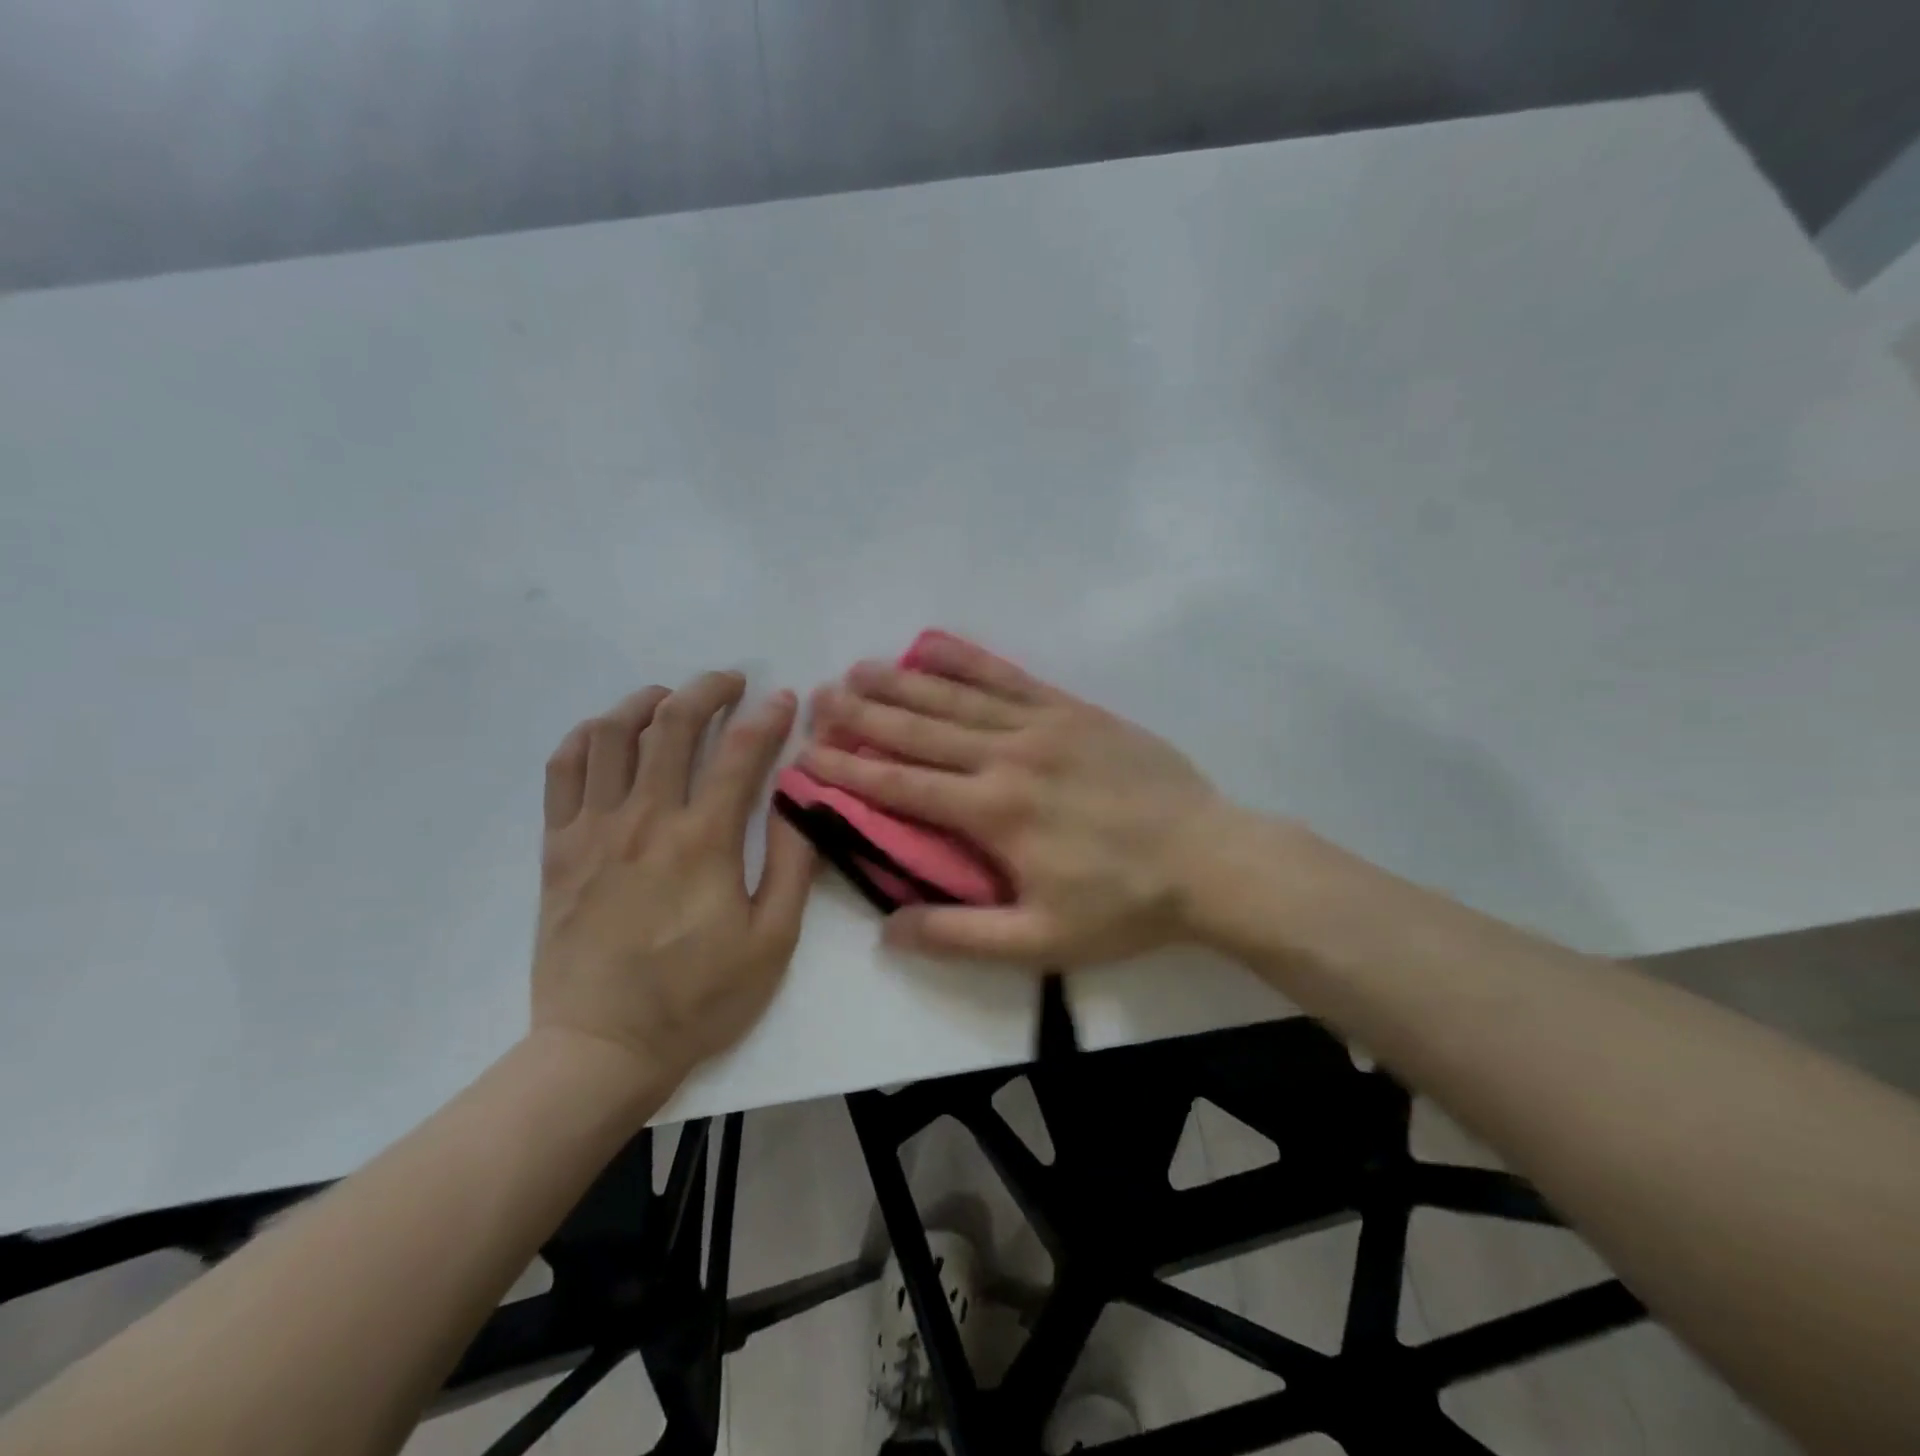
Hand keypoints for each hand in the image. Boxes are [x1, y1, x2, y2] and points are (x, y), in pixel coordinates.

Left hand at [532, 671, 813, 1086]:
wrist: (602, 1049)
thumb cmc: (699, 999)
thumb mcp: (773, 941)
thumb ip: (792, 863)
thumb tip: (798, 799)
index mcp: (704, 842)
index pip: (741, 754)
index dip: (768, 718)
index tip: (785, 700)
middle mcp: (645, 820)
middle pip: (672, 725)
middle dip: (708, 690)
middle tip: (731, 682)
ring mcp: (593, 830)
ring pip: (610, 735)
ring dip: (644, 703)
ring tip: (669, 699)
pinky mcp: (558, 849)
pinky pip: (563, 771)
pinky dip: (586, 738)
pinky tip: (608, 735)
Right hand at [803, 635, 1227, 965]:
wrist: (1208, 858)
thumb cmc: (1123, 905)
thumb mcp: (1040, 942)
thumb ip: (961, 936)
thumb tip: (889, 929)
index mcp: (994, 813)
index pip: (902, 786)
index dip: (849, 770)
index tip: (809, 755)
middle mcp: (1007, 756)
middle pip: (919, 730)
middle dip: (863, 715)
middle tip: (819, 698)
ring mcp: (1042, 724)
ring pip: (956, 697)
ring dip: (902, 682)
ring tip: (858, 669)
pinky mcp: (1072, 709)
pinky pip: (1009, 676)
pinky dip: (966, 658)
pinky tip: (934, 644)